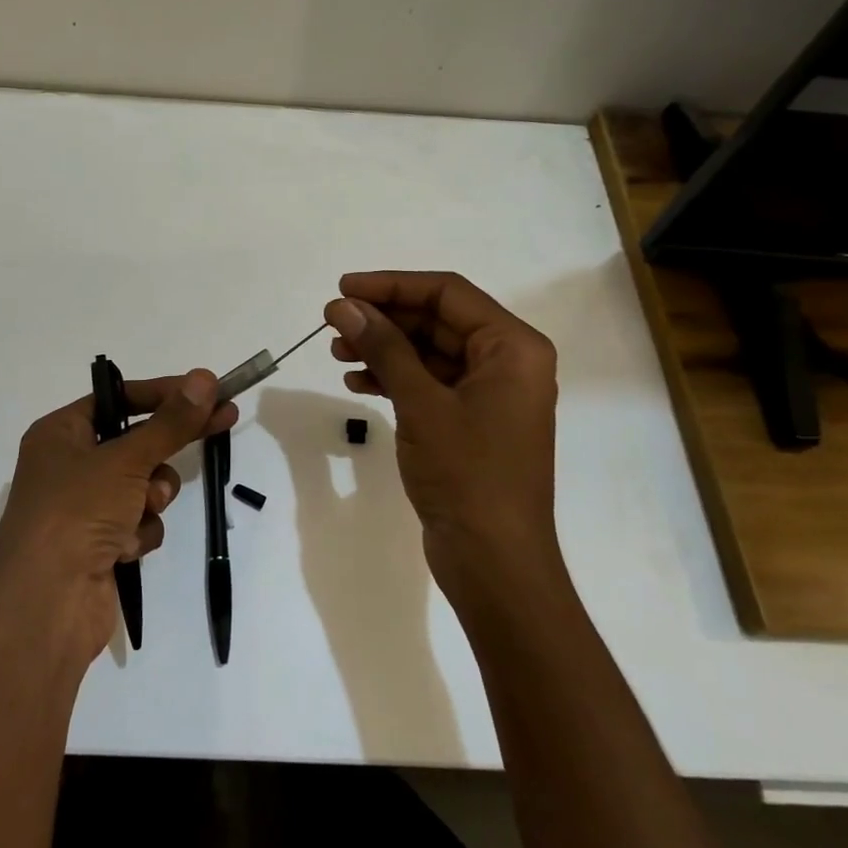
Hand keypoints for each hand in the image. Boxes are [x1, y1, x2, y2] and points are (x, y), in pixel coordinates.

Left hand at [0, 370, 236, 666]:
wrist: (45, 606)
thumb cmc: (76, 513)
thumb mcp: (127, 459)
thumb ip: (171, 422)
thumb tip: (205, 377)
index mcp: (60, 433)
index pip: (120, 398)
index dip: (165, 393)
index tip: (208, 389)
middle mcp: (69, 465)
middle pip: (136, 440)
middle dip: (168, 443)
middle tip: (224, 420)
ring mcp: (84, 507)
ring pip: (143, 484)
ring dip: (152, 495)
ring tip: (145, 507)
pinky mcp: (99, 544)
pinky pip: (138, 522)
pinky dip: (140, 531)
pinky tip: (125, 548)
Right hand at [325, 272, 559, 605]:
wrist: (494, 563)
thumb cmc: (467, 474)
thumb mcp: (421, 404)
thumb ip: (384, 347)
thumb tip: (344, 305)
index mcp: (513, 347)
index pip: (447, 294)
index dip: (392, 285)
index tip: (343, 288)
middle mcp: (507, 362)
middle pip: (437, 320)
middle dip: (384, 319)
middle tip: (333, 322)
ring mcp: (489, 393)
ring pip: (429, 352)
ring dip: (384, 348)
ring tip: (336, 351)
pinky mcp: (471, 421)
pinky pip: (429, 383)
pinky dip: (395, 378)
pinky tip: (357, 381)